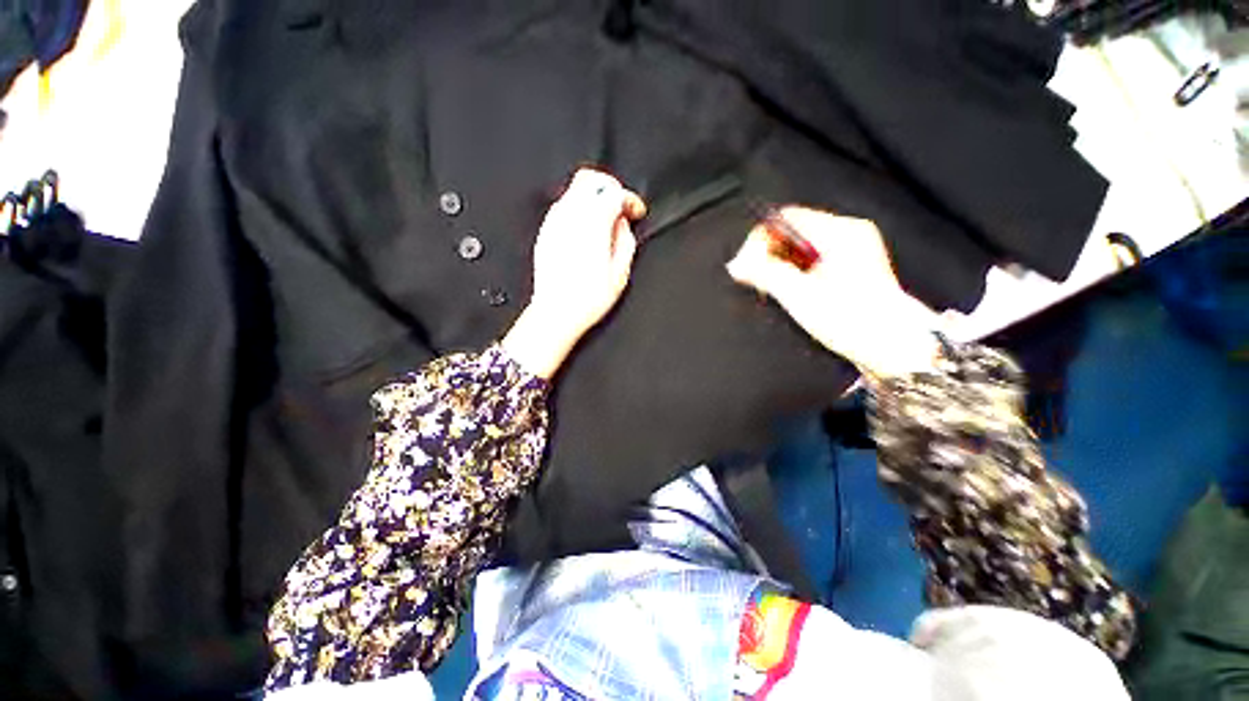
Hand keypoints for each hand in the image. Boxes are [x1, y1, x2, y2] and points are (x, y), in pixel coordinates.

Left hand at [503, 168, 646, 378]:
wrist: (556, 313)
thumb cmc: (587, 299)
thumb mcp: (620, 273)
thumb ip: (625, 241)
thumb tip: (623, 225)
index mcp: (593, 225)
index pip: (614, 192)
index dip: (630, 198)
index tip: (636, 211)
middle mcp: (571, 217)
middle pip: (590, 179)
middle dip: (610, 186)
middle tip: (621, 206)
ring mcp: (554, 223)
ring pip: (575, 190)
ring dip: (594, 197)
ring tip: (606, 221)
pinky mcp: (546, 231)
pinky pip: (564, 207)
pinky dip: (580, 209)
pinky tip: (588, 230)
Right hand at [727, 207, 941, 376]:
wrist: (891, 345)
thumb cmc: (852, 321)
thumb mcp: (799, 296)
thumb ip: (764, 273)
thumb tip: (737, 264)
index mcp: (839, 233)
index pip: (785, 218)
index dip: (759, 240)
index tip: (747, 264)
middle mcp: (848, 233)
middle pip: (792, 231)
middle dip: (768, 254)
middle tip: (756, 280)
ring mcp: (852, 247)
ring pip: (800, 245)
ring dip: (780, 264)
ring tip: (773, 289)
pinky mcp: (852, 263)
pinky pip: (812, 257)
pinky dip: (795, 270)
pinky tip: (791, 290)